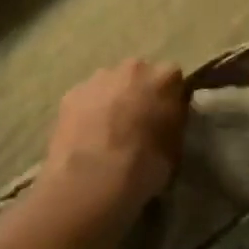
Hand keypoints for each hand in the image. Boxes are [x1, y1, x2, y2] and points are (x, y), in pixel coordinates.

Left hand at [42, 59, 185, 220]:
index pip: (174, 79)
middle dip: (140, 93)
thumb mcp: (176, 147)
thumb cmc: (145, 166)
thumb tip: (168, 116)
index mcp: (165, 77)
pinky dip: (88, 112)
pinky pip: (87, 99)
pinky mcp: (71, 94)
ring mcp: (98, 78)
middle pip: (140, 75)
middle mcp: (133, 68)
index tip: (167, 118)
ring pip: (111, 84)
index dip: (171, 98)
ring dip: (113, 100)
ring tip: (108, 133)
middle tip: (137, 123)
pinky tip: (87, 138)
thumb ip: (174, 121)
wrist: (91, 181)